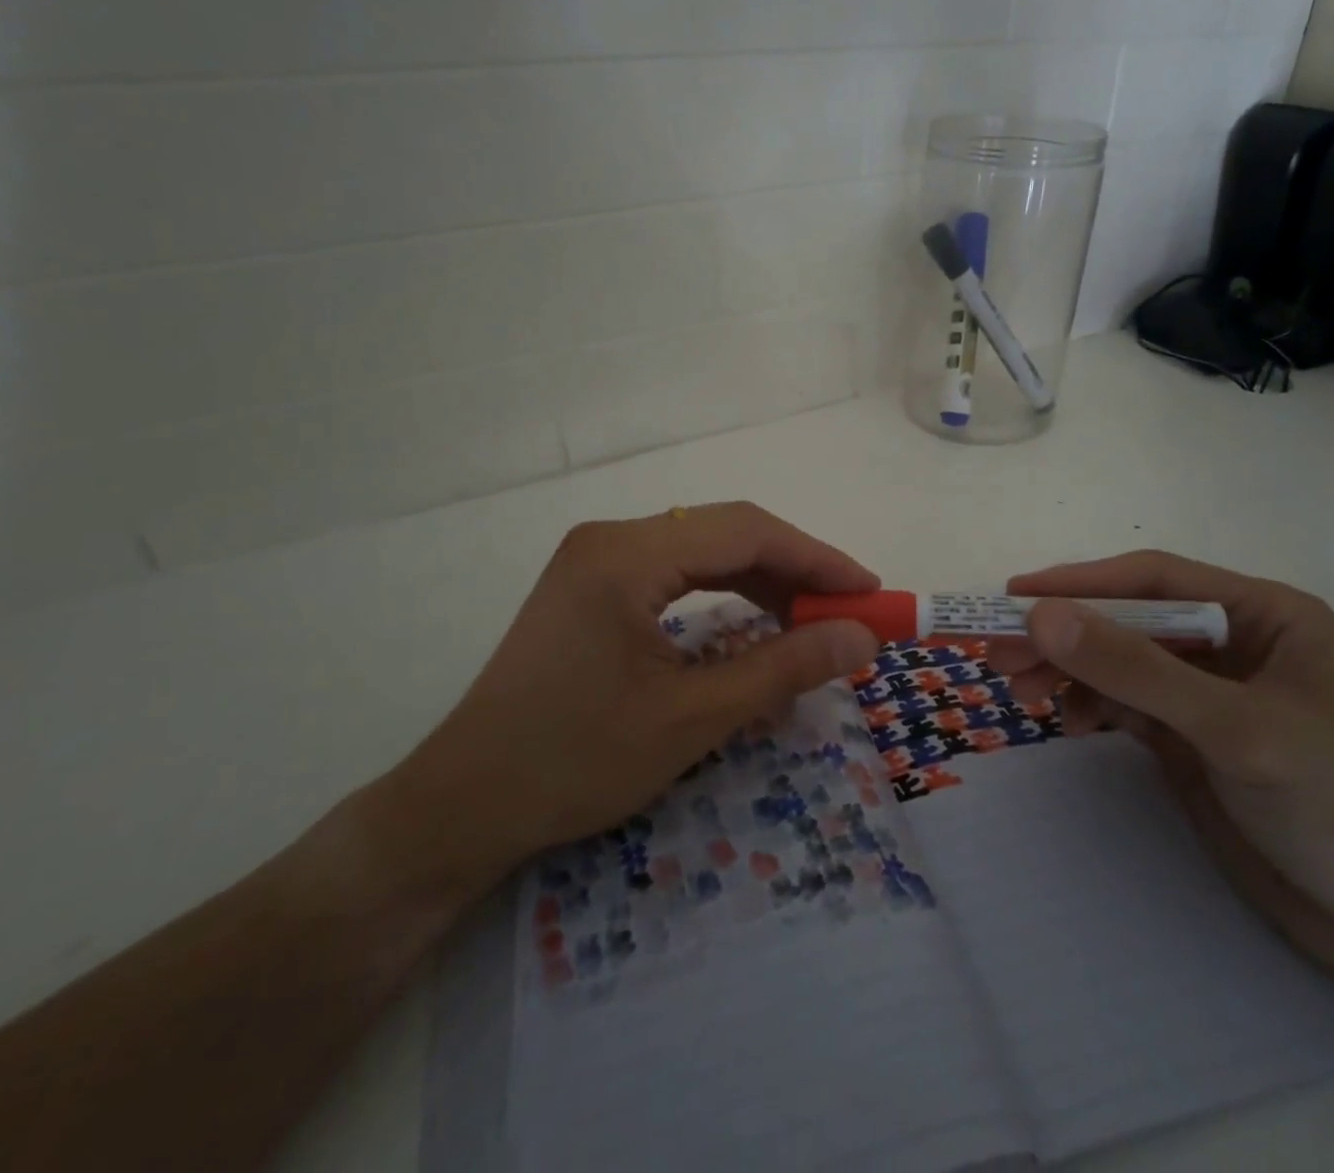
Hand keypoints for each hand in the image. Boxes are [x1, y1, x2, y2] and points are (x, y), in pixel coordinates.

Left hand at [364, 504, 880, 901]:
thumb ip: (783, 668)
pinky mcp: (588, 585)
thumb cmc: (576, 761)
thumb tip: (862, 637)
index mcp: (627, 555)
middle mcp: (609, 538)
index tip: (869, 591)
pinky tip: (749, 617)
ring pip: (700, 548)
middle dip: (793, 567)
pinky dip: (721, 590)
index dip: (817, 558)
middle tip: (845, 610)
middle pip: (724, 531)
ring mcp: (593, 558)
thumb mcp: (692, 717)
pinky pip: (672, 569)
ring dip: (759, 577)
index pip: (745, 532)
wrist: (464, 803)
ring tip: (808, 617)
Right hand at [989, 551, 1333, 984]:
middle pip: (1127, 620)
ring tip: (1019, 692)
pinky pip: (1123, 702)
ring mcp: (1208, 691)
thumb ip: (1136, 669)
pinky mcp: (1190, 736)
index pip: (1153, 580)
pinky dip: (1090, 706)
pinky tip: (1073, 724)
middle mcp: (1232, 641)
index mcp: (1263, 614)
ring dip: (1067, 671)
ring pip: (1118, 661)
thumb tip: (1040, 617)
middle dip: (1064, 635)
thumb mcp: (1235, 728)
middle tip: (998, 654)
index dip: (1080, 582)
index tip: (1014, 597)